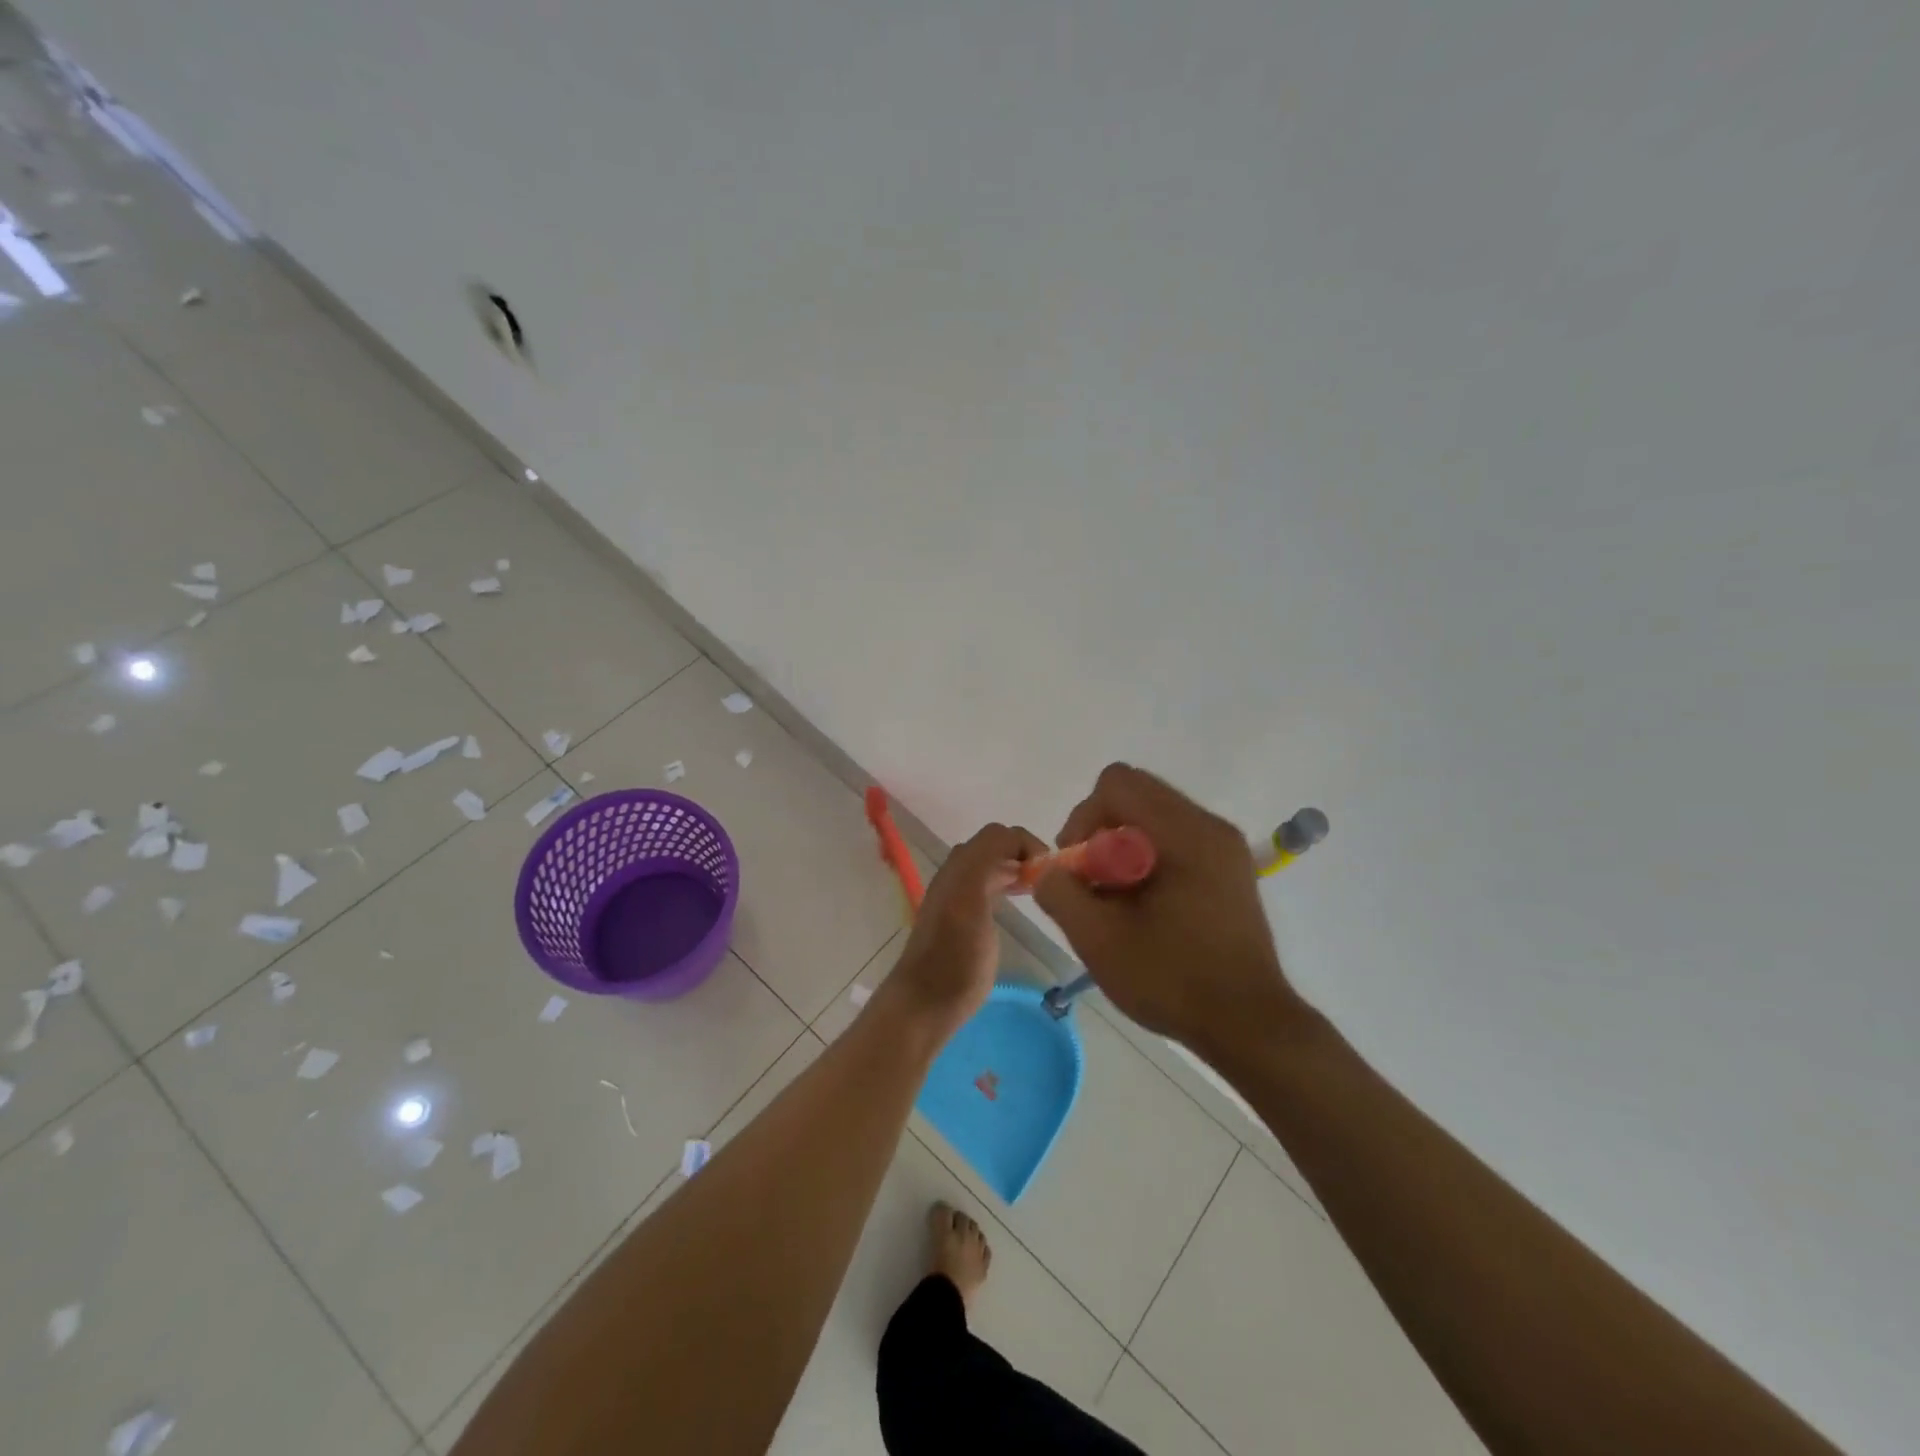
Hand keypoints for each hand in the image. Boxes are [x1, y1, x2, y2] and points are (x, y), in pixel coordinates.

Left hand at [890, 822, 1047, 1036]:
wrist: (928, 1002)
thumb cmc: (954, 955)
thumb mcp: (969, 899)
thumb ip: (987, 863)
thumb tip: (1016, 845)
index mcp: (960, 867)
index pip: (999, 835)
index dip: (1027, 843)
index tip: (1051, 870)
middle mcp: (958, 875)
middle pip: (995, 846)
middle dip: (1024, 853)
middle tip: (1050, 878)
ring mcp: (959, 897)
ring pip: (992, 865)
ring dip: (1017, 868)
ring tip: (1040, 888)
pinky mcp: (965, 921)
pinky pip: (990, 886)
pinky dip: (1009, 884)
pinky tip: (1021, 901)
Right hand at [1033, 764, 1306, 1057]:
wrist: (1250, 1027)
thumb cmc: (1174, 981)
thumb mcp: (1099, 940)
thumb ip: (1061, 893)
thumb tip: (1049, 870)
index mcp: (1186, 833)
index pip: (1117, 783)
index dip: (1083, 818)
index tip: (1079, 868)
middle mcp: (1210, 826)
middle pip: (1136, 795)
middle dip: (1100, 832)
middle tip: (1094, 884)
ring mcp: (1225, 847)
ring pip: (1154, 817)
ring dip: (1122, 847)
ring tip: (1119, 900)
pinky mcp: (1229, 869)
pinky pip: (1175, 840)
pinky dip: (1147, 859)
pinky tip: (1145, 907)